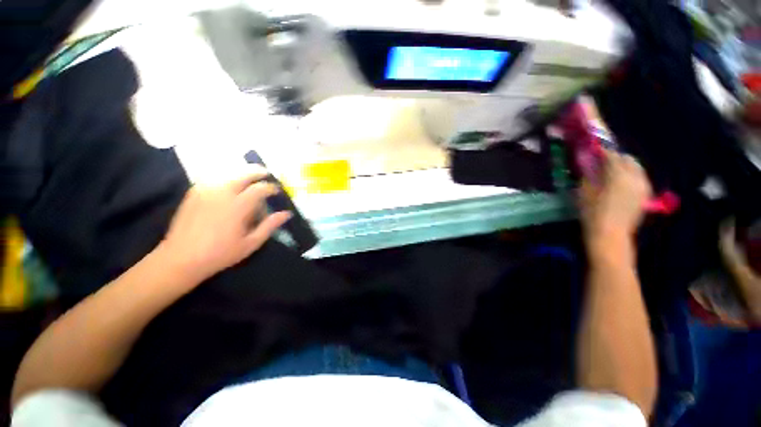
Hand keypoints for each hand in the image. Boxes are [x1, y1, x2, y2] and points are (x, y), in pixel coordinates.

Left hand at [159, 167, 291, 282]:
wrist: (180, 259)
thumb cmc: (220, 253)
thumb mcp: (251, 243)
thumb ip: (269, 225)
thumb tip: (287, 214)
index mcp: (237, 206)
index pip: (259, 189)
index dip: (271, 187)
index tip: (277, 190)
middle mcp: (221, 193)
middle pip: (243, 174)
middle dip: (257, 172)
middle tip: (266, 173)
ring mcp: (205, 191)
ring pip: (227, 173)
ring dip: (241, 172)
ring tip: (250, 176)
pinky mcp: (193, 193)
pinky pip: (213, 177)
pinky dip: (226, 176)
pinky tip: (229, 182)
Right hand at [579, 149, 651, 246]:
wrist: (610, 234)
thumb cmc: (592, 213)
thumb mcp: (584, 191)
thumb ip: (588, 173)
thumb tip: (587, 161)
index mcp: (618, 174)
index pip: (612, 155)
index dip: (602, 151)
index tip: (593, 150)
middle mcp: (635, 177)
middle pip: (628, 159)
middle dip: (616, 158)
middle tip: (602, 161)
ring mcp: (643, 186)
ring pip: (636, 168)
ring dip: (624, 166)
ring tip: (612, 171)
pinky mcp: (645, 194)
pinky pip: (640, 177)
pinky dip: (631, 175)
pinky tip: (621, 182)